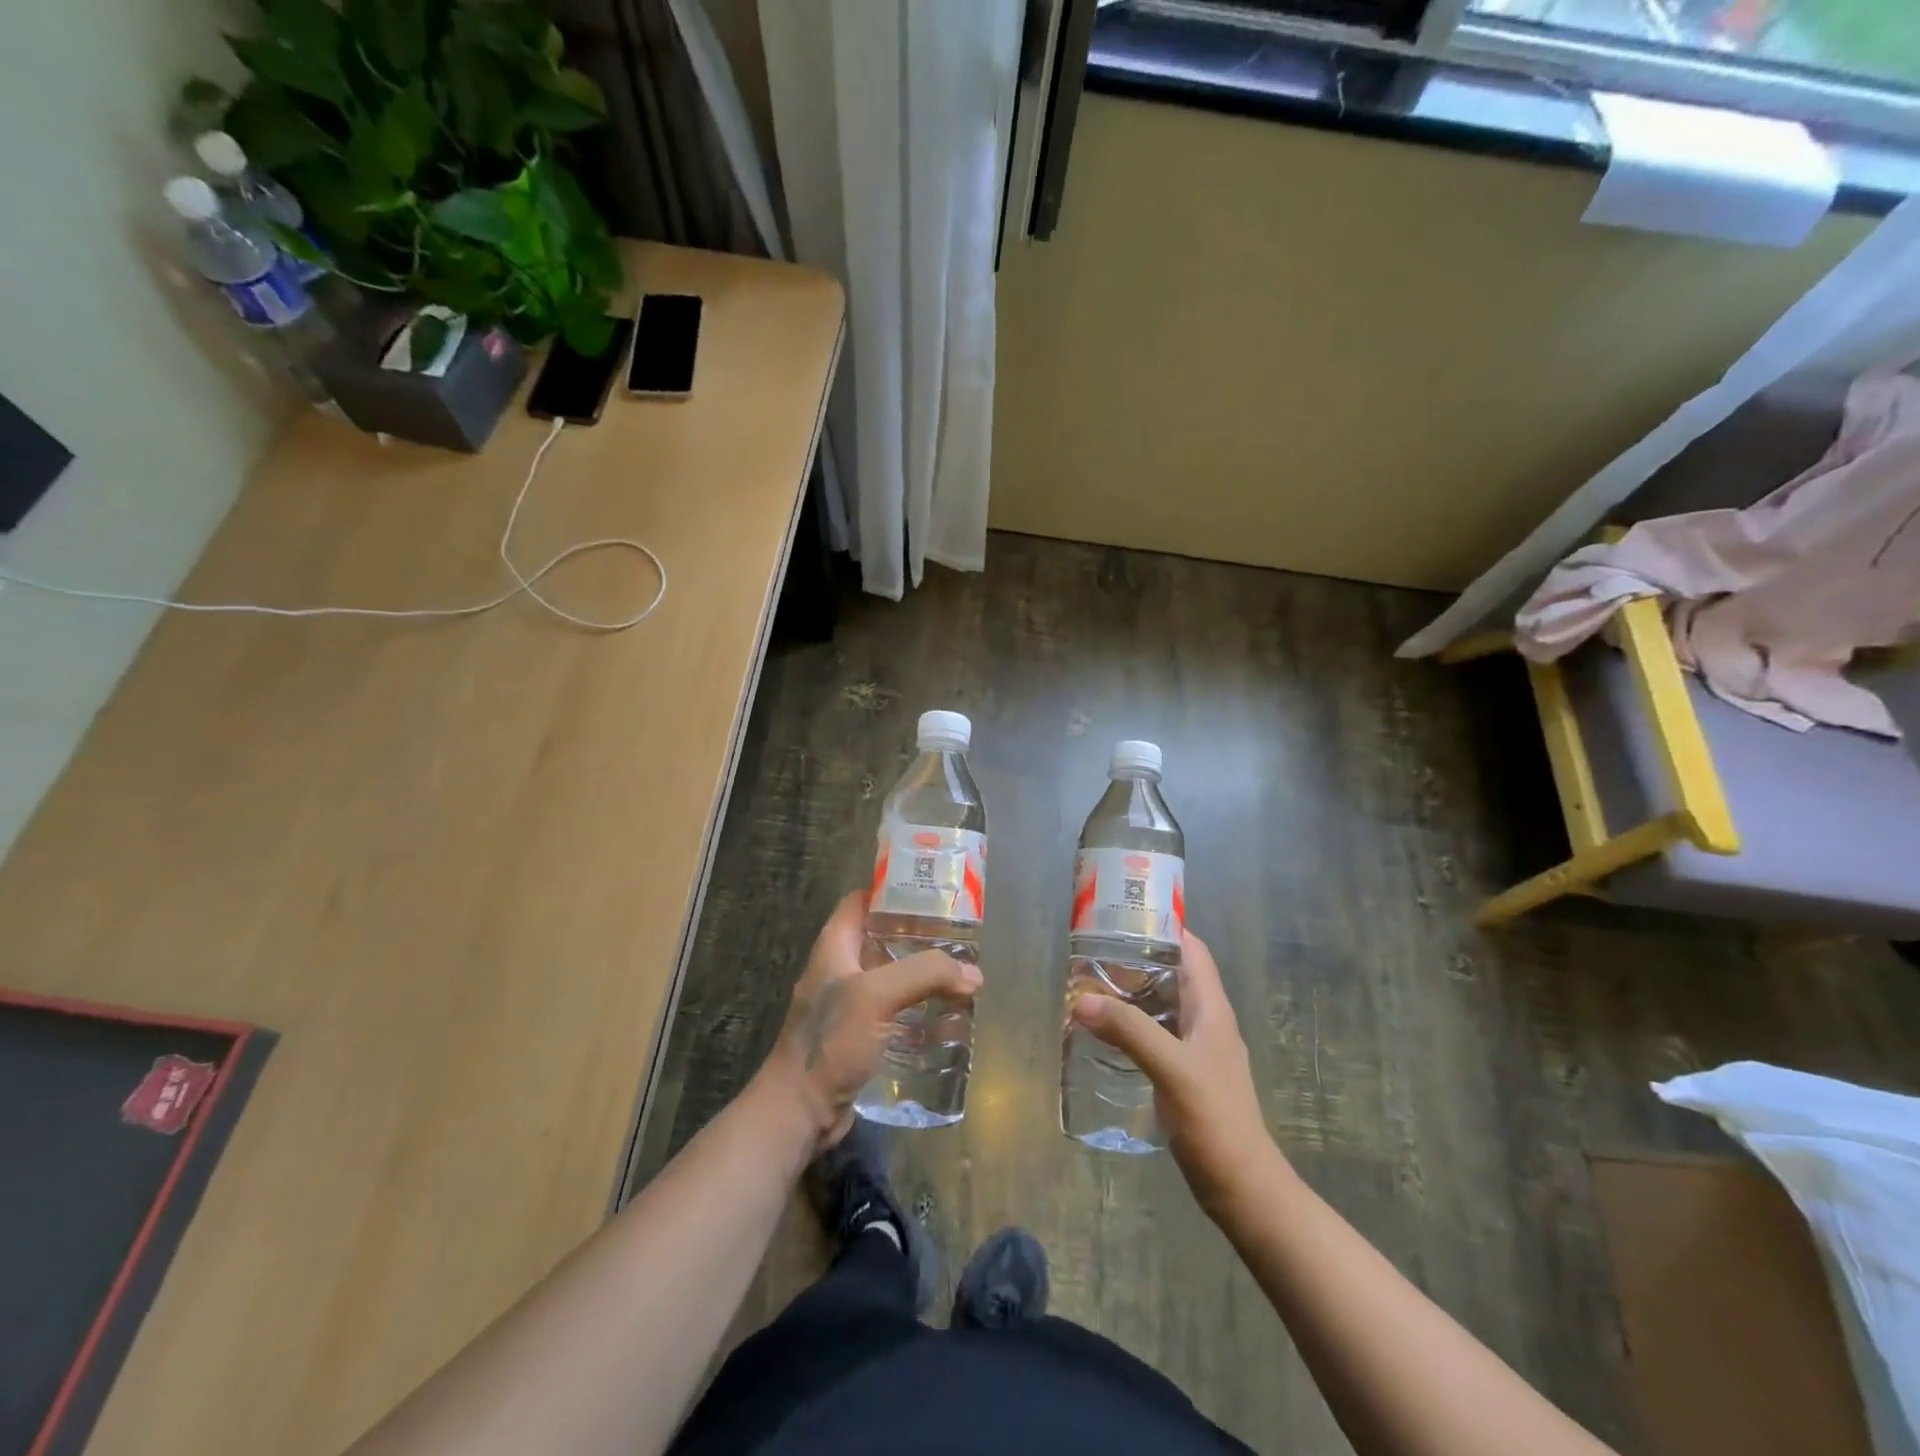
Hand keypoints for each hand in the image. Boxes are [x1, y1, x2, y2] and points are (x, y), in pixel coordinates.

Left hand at [760, 889, 981, 1150]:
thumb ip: (925, 974)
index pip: (862, 900)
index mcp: (835, 946)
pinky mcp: (861, 1036)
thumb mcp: (877, 995)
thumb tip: (973, 974)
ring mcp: (850, 1004)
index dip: (892, 889)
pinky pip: (895, 1010)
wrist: (800, 1111)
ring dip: (923, 975)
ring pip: (892, 976)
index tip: (931, 889)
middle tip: (959, 935)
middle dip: (919, 935)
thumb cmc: (830, 1041)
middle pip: (883, 938)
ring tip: (962, 974)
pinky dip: (919, 1008)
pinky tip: (947, 1015)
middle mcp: (841, 969)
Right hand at [1070, 929, 1278, 1215]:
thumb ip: (1129, 1031)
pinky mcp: (1186, 1076)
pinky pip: (1157, 1036)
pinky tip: (1106, 1035)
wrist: (1243, 1189)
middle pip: (1173, 975)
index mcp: (1212, 1009)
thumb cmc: (1215, 1121)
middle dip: (1137, 960)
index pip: (1192, 950)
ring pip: (1163, 1006)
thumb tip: (1081, 999)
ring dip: (1132, 994)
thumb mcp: (1171, 1069)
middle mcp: (1207, 1022)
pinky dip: (1133, 1027)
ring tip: (1091, 987)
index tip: (1123, 916)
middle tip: (1092, 952)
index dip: (1163, 928)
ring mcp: (1198, 1051)